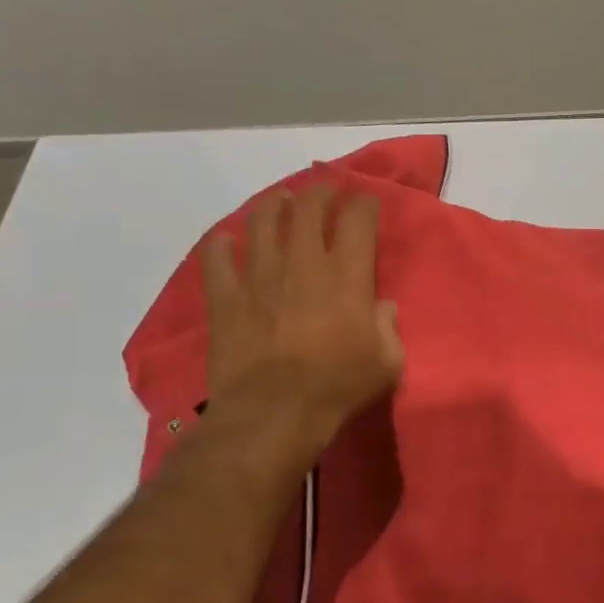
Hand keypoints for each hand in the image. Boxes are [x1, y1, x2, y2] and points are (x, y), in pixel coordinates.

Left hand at [200, 183, 404, 435]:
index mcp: (347, 274)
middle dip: (320, 192)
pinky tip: (225, 240)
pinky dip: (220, 245)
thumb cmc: (338, 385)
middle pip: (308, 208)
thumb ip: (388, 327)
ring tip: (280, 202)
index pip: (357, 218)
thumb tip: (381, 307)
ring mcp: (259, 275)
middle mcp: (303, 262)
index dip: (364, 203)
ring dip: (274, 205)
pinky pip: (216, 258)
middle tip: (325, 190)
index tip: (366, 202)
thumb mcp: (387, 361)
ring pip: (262, 221)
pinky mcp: (225, 296)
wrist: (274, 412)